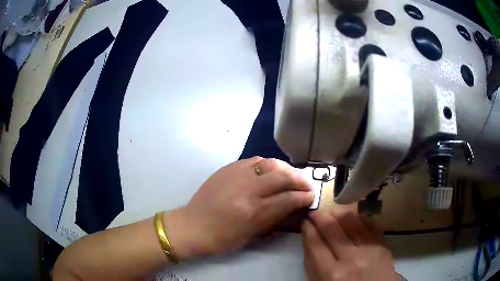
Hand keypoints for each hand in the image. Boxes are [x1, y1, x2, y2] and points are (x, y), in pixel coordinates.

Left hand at [165, 157, 313, 259]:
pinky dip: (267, 164)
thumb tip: (292, 206)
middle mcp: (247, 189)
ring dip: (285, 169)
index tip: (311, 197)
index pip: (288, 199)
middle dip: (300, 179)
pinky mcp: (227, 169)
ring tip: (290, 176)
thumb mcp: (251, 235)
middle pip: (282, 176)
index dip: (304, 197)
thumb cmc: (222, 239)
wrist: (192, 226)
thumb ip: (273, 219)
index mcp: (253, 211)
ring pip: (269, 163)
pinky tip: (269, 171)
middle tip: (305, 184)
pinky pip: (253, 160)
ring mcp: (235, 175)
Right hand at [302, 210, 396, 280]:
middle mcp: (351, 259)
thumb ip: (314, 265)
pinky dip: (358, 217)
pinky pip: (369, 224)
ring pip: (351, 221)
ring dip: (338, 212)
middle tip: (315, 212)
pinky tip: (352, 215)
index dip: (308, 229)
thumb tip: (311, 239)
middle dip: (320, 216)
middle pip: (332, 228)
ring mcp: (369, 250)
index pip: (315, 243)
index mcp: (331, 275)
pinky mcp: (383, 245)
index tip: (305, 221)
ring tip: (332, 211)